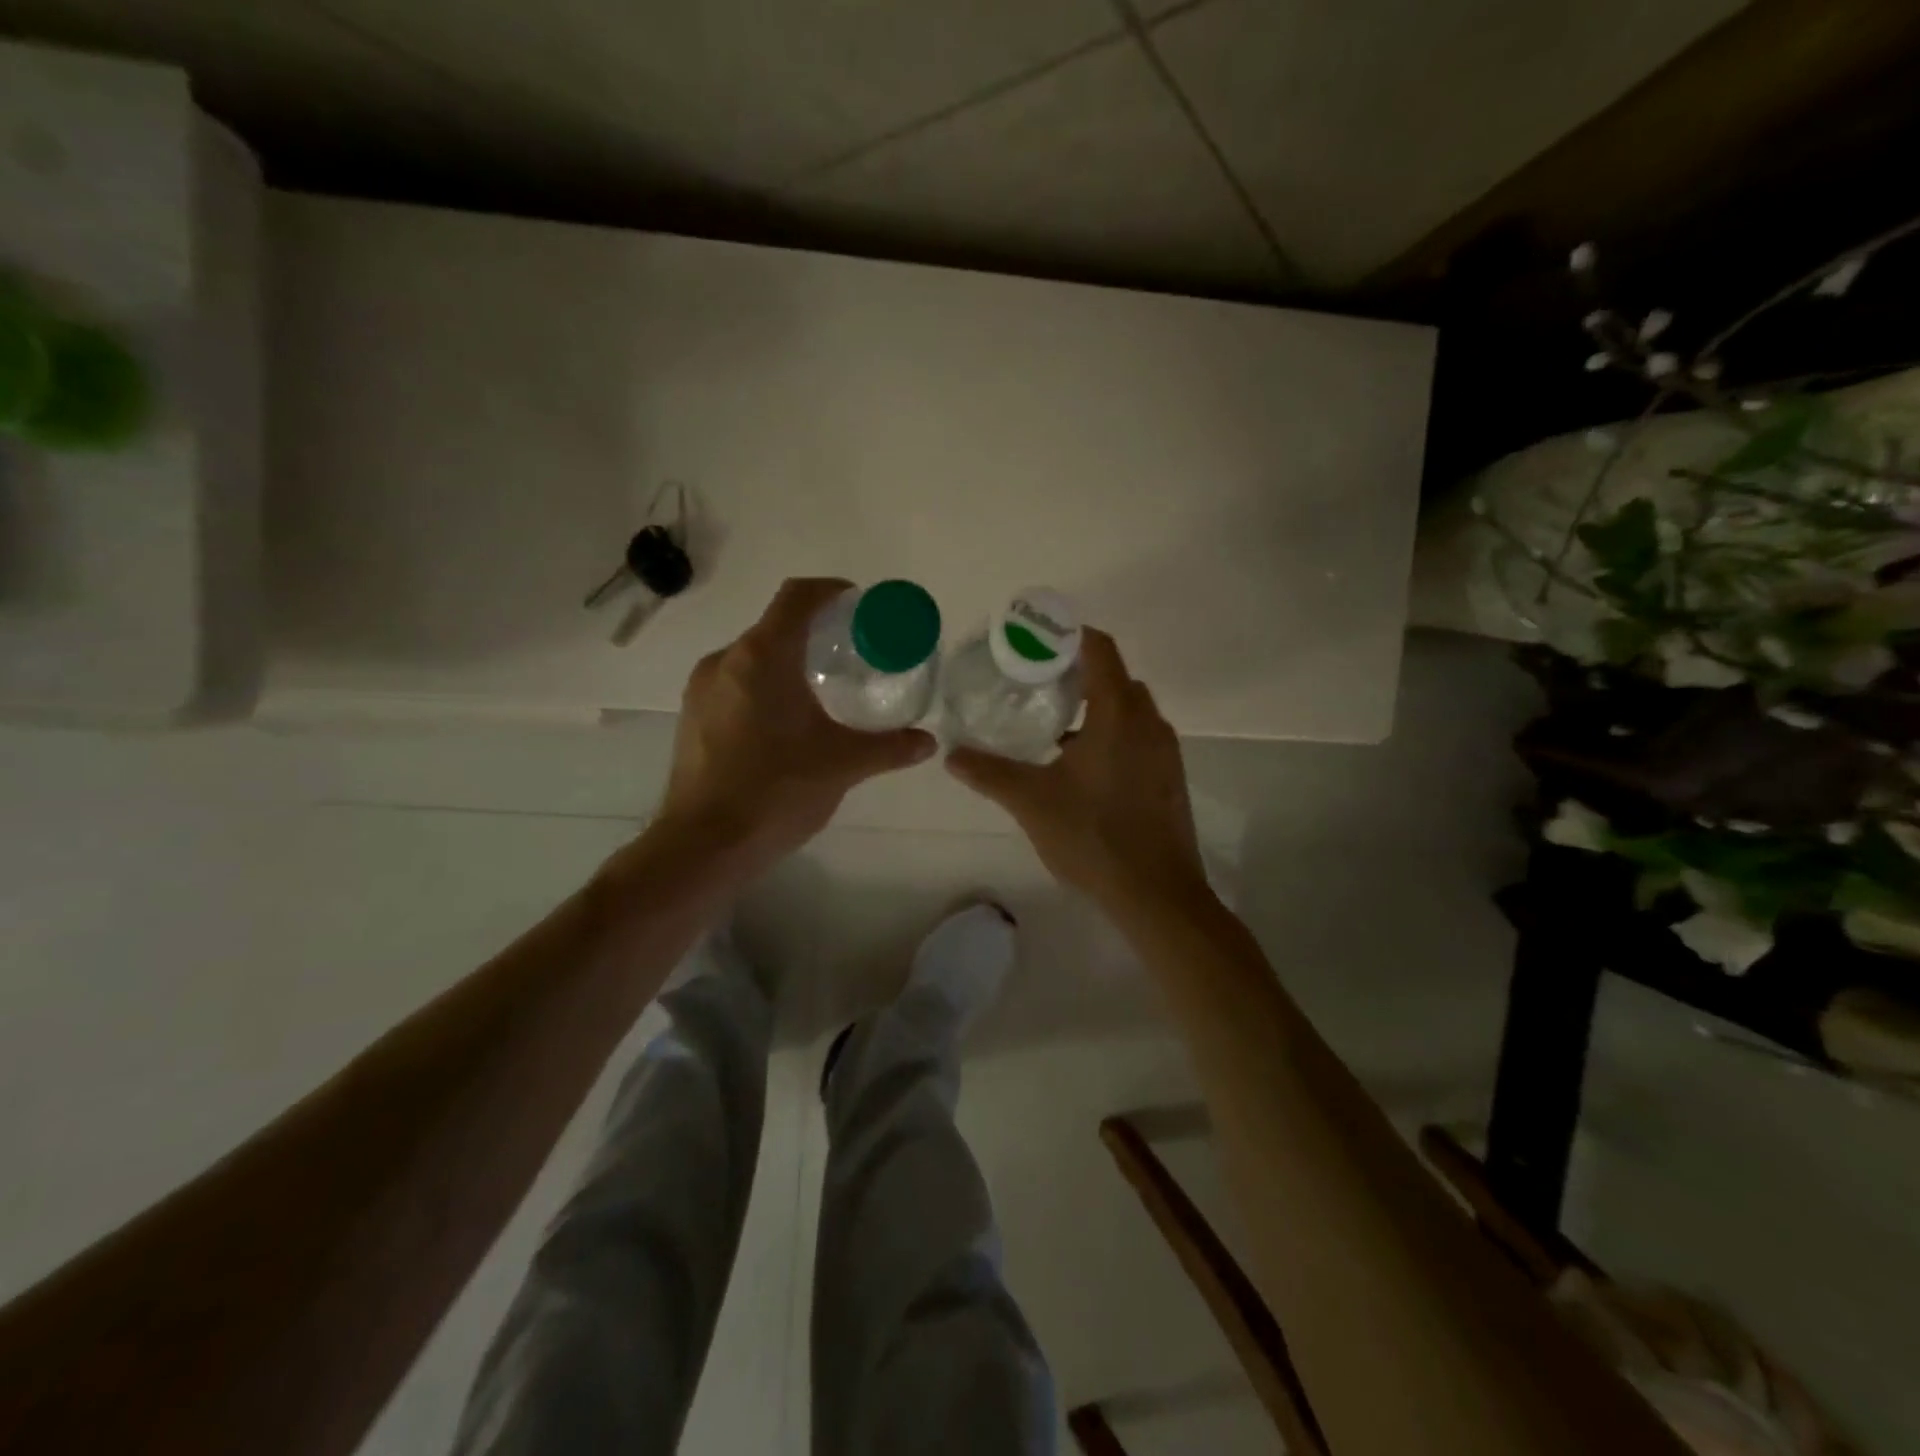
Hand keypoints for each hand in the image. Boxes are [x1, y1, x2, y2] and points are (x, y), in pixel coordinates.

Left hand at [656, 578, 935, 868]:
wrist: (703, 846)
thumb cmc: (776, 791)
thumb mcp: (842, 765)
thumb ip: (888, 747)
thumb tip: (928, 742)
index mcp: (762, 657)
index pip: (797, 597)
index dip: (830, 591)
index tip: (858, 604)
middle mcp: (725, 661)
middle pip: (775, 626)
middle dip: (815, 632)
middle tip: (852, 654)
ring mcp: (702, 689)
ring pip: (752, 657)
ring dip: (788, 660)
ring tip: (823, 689)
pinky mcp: (692, 717)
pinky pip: (735, 683)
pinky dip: (765, 685)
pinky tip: (786, 722)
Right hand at [946, 630, 1207, 910]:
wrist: (1156, 894)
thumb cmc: (1093, 836)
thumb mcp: (1031, 802)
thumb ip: (989, 773)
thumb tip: (951, 755)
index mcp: (1118, 714)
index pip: (1101, 650)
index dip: (1071, 637)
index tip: (1038, 643)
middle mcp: (1149, 723)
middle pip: (1116, 678)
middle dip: (1080, 674)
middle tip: (1039, 685)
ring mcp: (1165, 752)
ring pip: (1131, 711)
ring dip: (1098, 709)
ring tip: (1055, 727)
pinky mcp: (1170, 779)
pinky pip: (1140, 738)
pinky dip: (1114, 735)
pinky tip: (1083, 769)